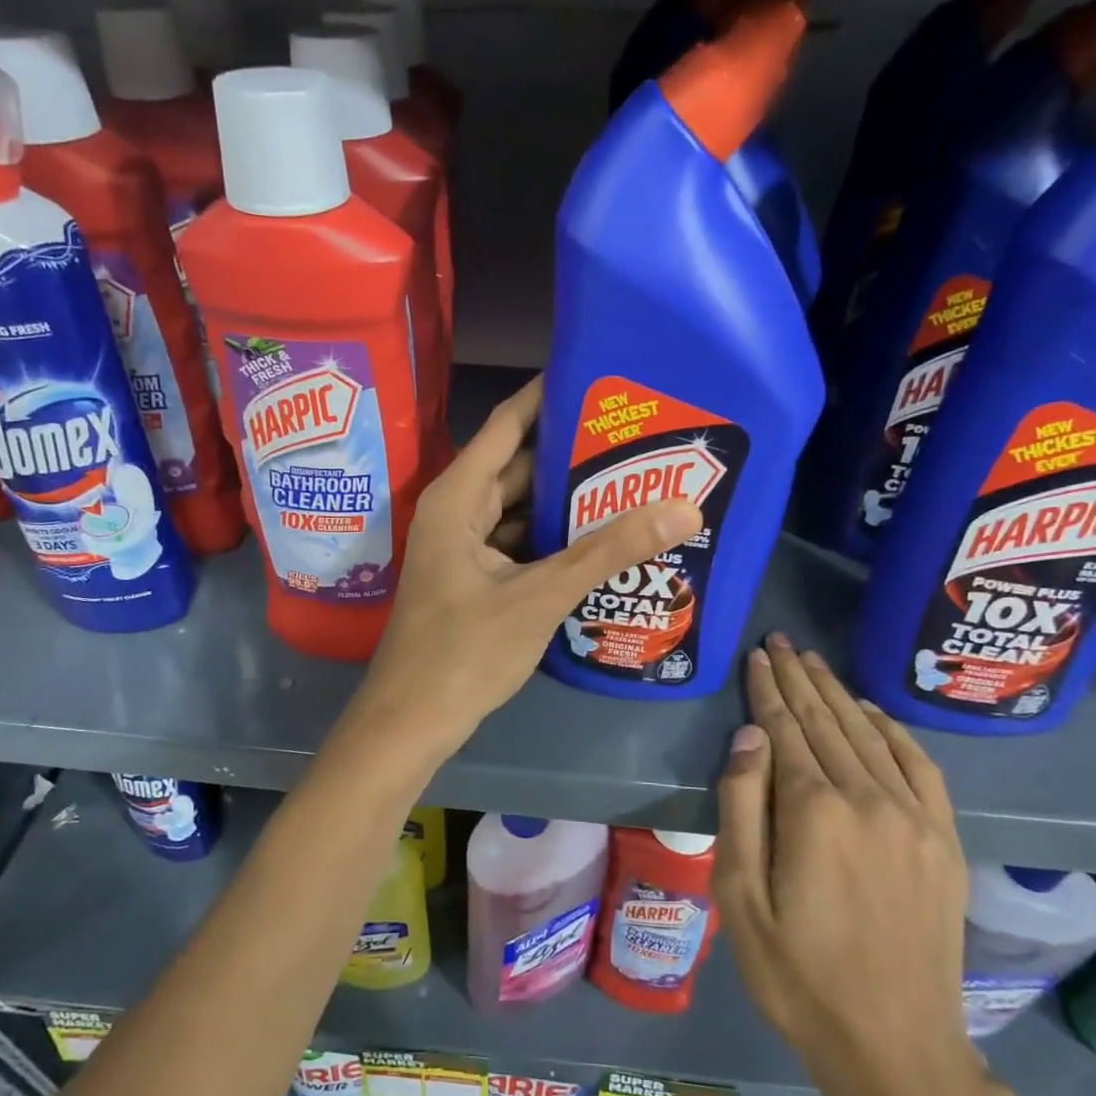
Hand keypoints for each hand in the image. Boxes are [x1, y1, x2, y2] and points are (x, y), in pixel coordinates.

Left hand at [359, 377, 701, 749]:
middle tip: (639, 433)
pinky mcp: (476, 578)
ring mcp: (465, 547)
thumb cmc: (464, 653)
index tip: (602, 374)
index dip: (551, 395)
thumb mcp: (540, 597)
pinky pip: (520, 541)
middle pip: (520, 465)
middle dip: (574, 451)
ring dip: (568, 498)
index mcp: (459, 497)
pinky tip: (602, 536)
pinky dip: (555, 536)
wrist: (411, 722)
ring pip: (522, 507)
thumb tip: (684, 507)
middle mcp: (458, 511)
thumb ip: (607, 551)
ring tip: (634, 477)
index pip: (509, 424)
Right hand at [715, 635, 975, 1095]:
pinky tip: (872, 712)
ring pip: (869, 735)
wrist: (895, 1046)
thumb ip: (741, 807)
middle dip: (800, 678)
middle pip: (827, 721)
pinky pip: (919, 766)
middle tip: (781, 641)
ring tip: (815, 663)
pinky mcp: (943, 841)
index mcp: (814, 811)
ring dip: (839, 694)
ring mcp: (914, 818)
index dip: (768, 689)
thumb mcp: (741, 897)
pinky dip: (892, 730)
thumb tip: (749, 736)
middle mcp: (868, 799)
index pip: (785, 729)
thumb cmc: (798, 974)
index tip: (758, 654)